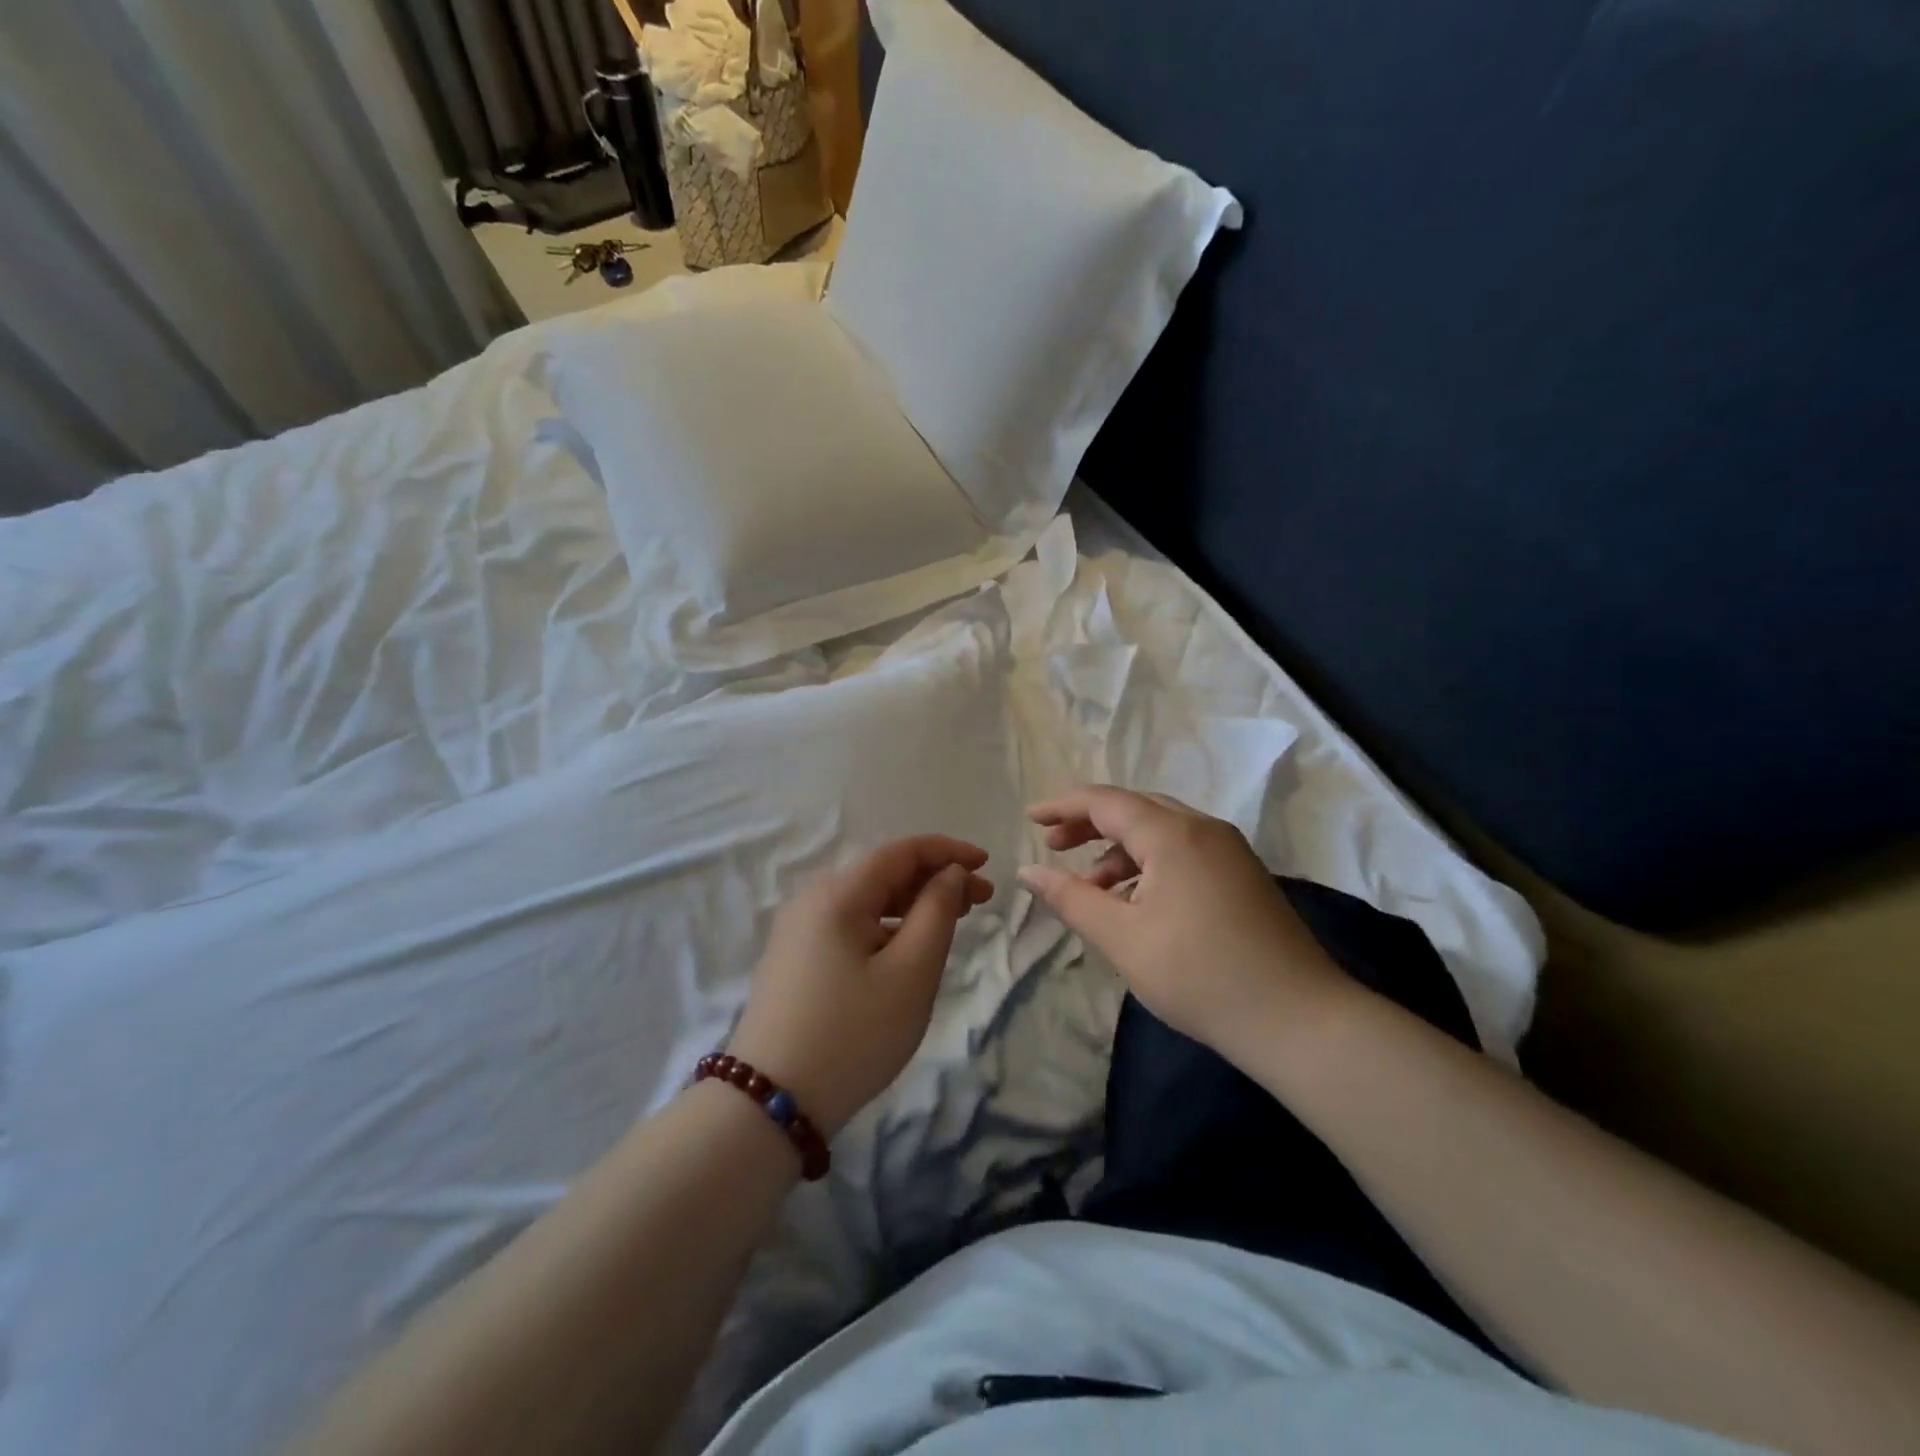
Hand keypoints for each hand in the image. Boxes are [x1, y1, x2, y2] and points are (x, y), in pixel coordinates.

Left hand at [728, 836, 993, 1137]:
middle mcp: (812, 900)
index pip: (901, 852)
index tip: (986, 864)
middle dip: (934, 879)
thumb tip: (948, 874)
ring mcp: (797, 930)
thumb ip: (937, 912)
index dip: (947, 851)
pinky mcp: (793, 958)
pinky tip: (907, 947)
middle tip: (981, 900)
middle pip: (882, 873)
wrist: (771, 1103)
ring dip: (912, 903)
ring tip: (952, 920)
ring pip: (866, 900)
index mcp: (838, 893)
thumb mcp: (911, 972)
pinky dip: (885, 925)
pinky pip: (849, 924)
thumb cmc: (854, 1034)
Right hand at [1018, 787, 1352, 1063]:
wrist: (1299, 1019)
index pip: (1106, 801)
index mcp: (1173, 834)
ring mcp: (1229, 851)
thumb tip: (1029, 871)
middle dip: (1090, 824)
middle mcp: (1203, 829)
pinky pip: (1183, 851)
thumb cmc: (1200, 976)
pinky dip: (1149, 865)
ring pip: (1161, 831)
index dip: (1063, 806)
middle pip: (1135, 808)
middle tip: (1054, 847)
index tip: (1029, 819)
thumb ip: (1071, 899)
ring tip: (1091, 887)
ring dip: (1119, 849)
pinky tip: (1135, 902)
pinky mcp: (1243, 875)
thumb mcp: (1122, 939)